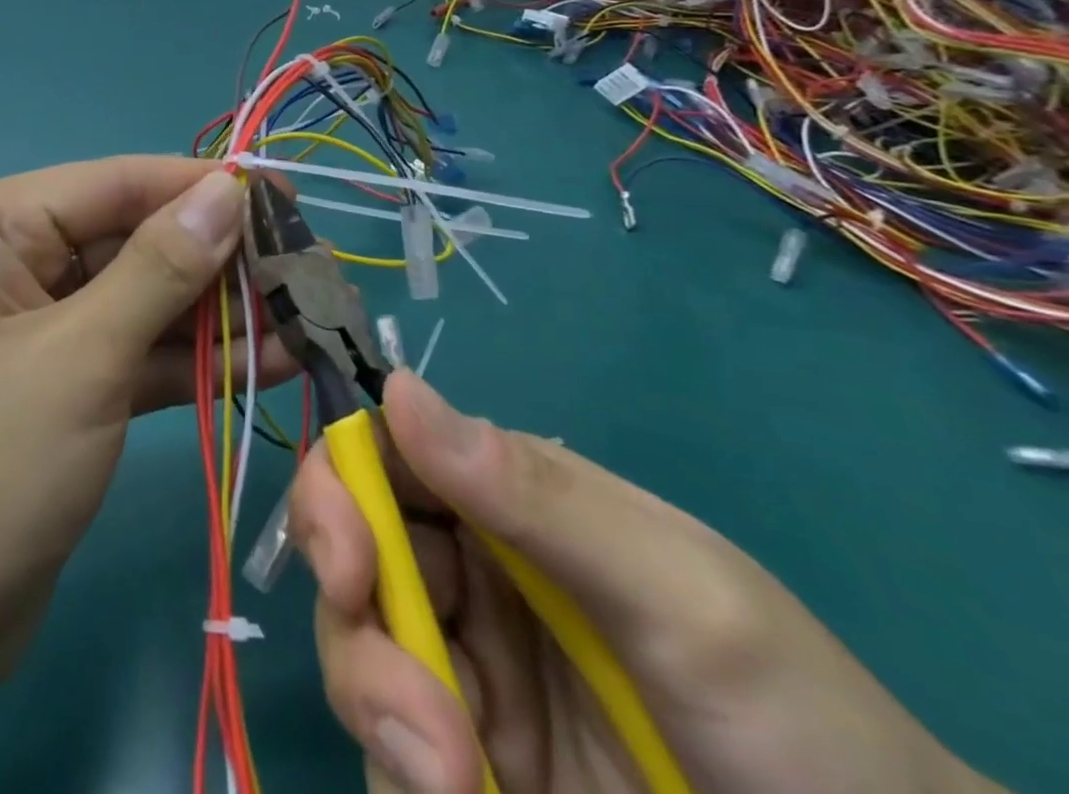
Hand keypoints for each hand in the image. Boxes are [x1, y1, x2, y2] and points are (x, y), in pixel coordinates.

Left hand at [0, 156, 294, 783]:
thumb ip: (160, 269)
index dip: (203, 186)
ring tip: (310, 316)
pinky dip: (196, 360)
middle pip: (134, 240)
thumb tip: (229, 190)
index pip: (114, 184)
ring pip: (143, 300)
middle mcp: (11, 262)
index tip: (289, 197)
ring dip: (221, 314)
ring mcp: (38, 328)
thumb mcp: (79, 359)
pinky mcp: (62, 388)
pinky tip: (274, 360)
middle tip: (313, 270)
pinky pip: (136, 354)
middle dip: (221, 260)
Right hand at [291, 372, 999, 793]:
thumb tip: (398, 387)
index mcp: (506, 503)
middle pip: (350, 551)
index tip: (346, 559)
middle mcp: (469, 574)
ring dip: (379, 707)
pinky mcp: (461, 765)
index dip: (340, 487)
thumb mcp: (684, 599)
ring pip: (356, 648)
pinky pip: (388, 749)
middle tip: (409, 705)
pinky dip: (400, 773)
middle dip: (352, 614)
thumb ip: (537, 495)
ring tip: (455, 783)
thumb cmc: (802, 734)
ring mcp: (464, 674)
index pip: (385, 457)